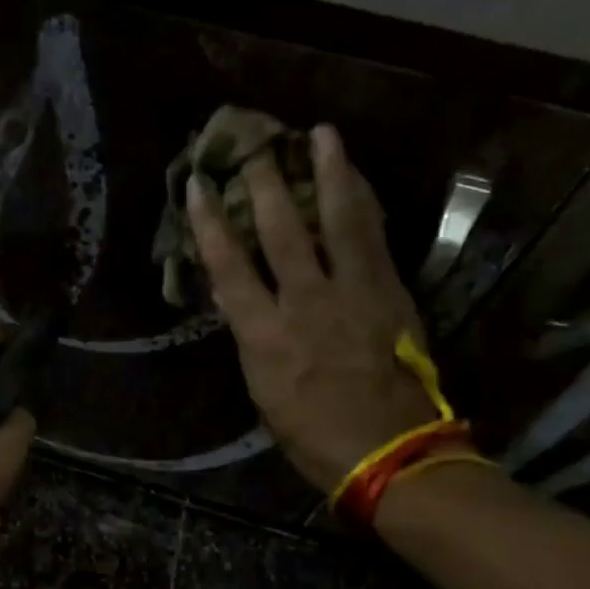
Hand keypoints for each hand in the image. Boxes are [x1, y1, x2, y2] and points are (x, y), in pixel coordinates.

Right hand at [188, 124, 437, 492]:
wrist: (391, 454)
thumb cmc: (313, 434)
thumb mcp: (263, 391)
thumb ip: (252, 338)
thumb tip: (239, 297)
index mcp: (265, 335)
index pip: (228, 266)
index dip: (209, 222)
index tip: (198, 185)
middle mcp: (306, 303)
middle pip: (281, 231)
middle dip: (265, 184)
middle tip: (255, 146)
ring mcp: (354, 293)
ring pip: (338, 221)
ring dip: (329, 173)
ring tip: (321, 134)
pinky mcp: (391, 294)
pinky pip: (375, 238)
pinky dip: (364, 204)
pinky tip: (358, 180)